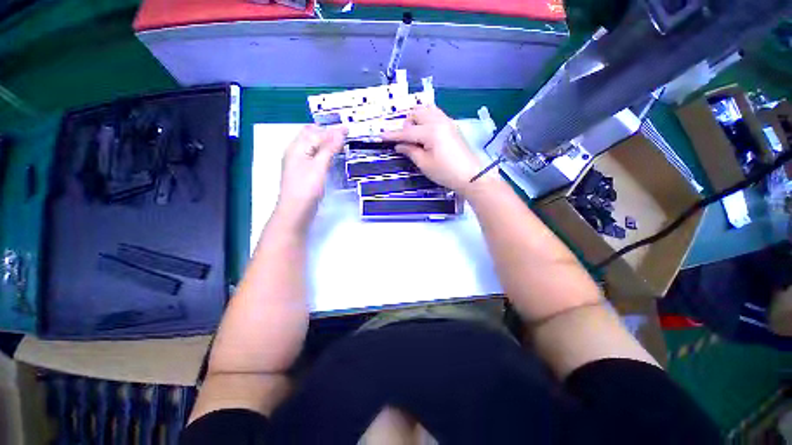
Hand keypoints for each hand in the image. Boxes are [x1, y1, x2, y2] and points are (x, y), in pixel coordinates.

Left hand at [275, 125, 345, 229]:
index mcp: (297, 147)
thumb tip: (340, 131)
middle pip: (311, 136)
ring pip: (313, 146)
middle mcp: (296, 152)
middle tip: (344, 132)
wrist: (296, 212)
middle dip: (326, 131)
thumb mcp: (319, 166)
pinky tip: (331, 156)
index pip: (316, 133)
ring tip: (340, 142)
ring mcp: (299, 163)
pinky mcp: (304, 173)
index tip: (348, 128)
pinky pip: (314, 156)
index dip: (332, 130)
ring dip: (326, 142)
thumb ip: (329, 148)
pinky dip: (324, 152)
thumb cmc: (306, 188)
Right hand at [381, 106, 493, 193]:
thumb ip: (410, 151)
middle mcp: (439, 121)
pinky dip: (427, 120)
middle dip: (407, 123)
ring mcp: (448, 122)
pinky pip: (436, 115)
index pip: (407, 131)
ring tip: (415, 136)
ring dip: (417, 119)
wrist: (471, 176)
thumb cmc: (446, 172)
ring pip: (427, 110)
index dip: (393, 135)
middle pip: (417, 112)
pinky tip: (426, 134)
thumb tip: (399, 145)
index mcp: (431, 131)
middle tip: (405, 140)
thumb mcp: (425, 164)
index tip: (381, 136)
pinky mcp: (453, 126)